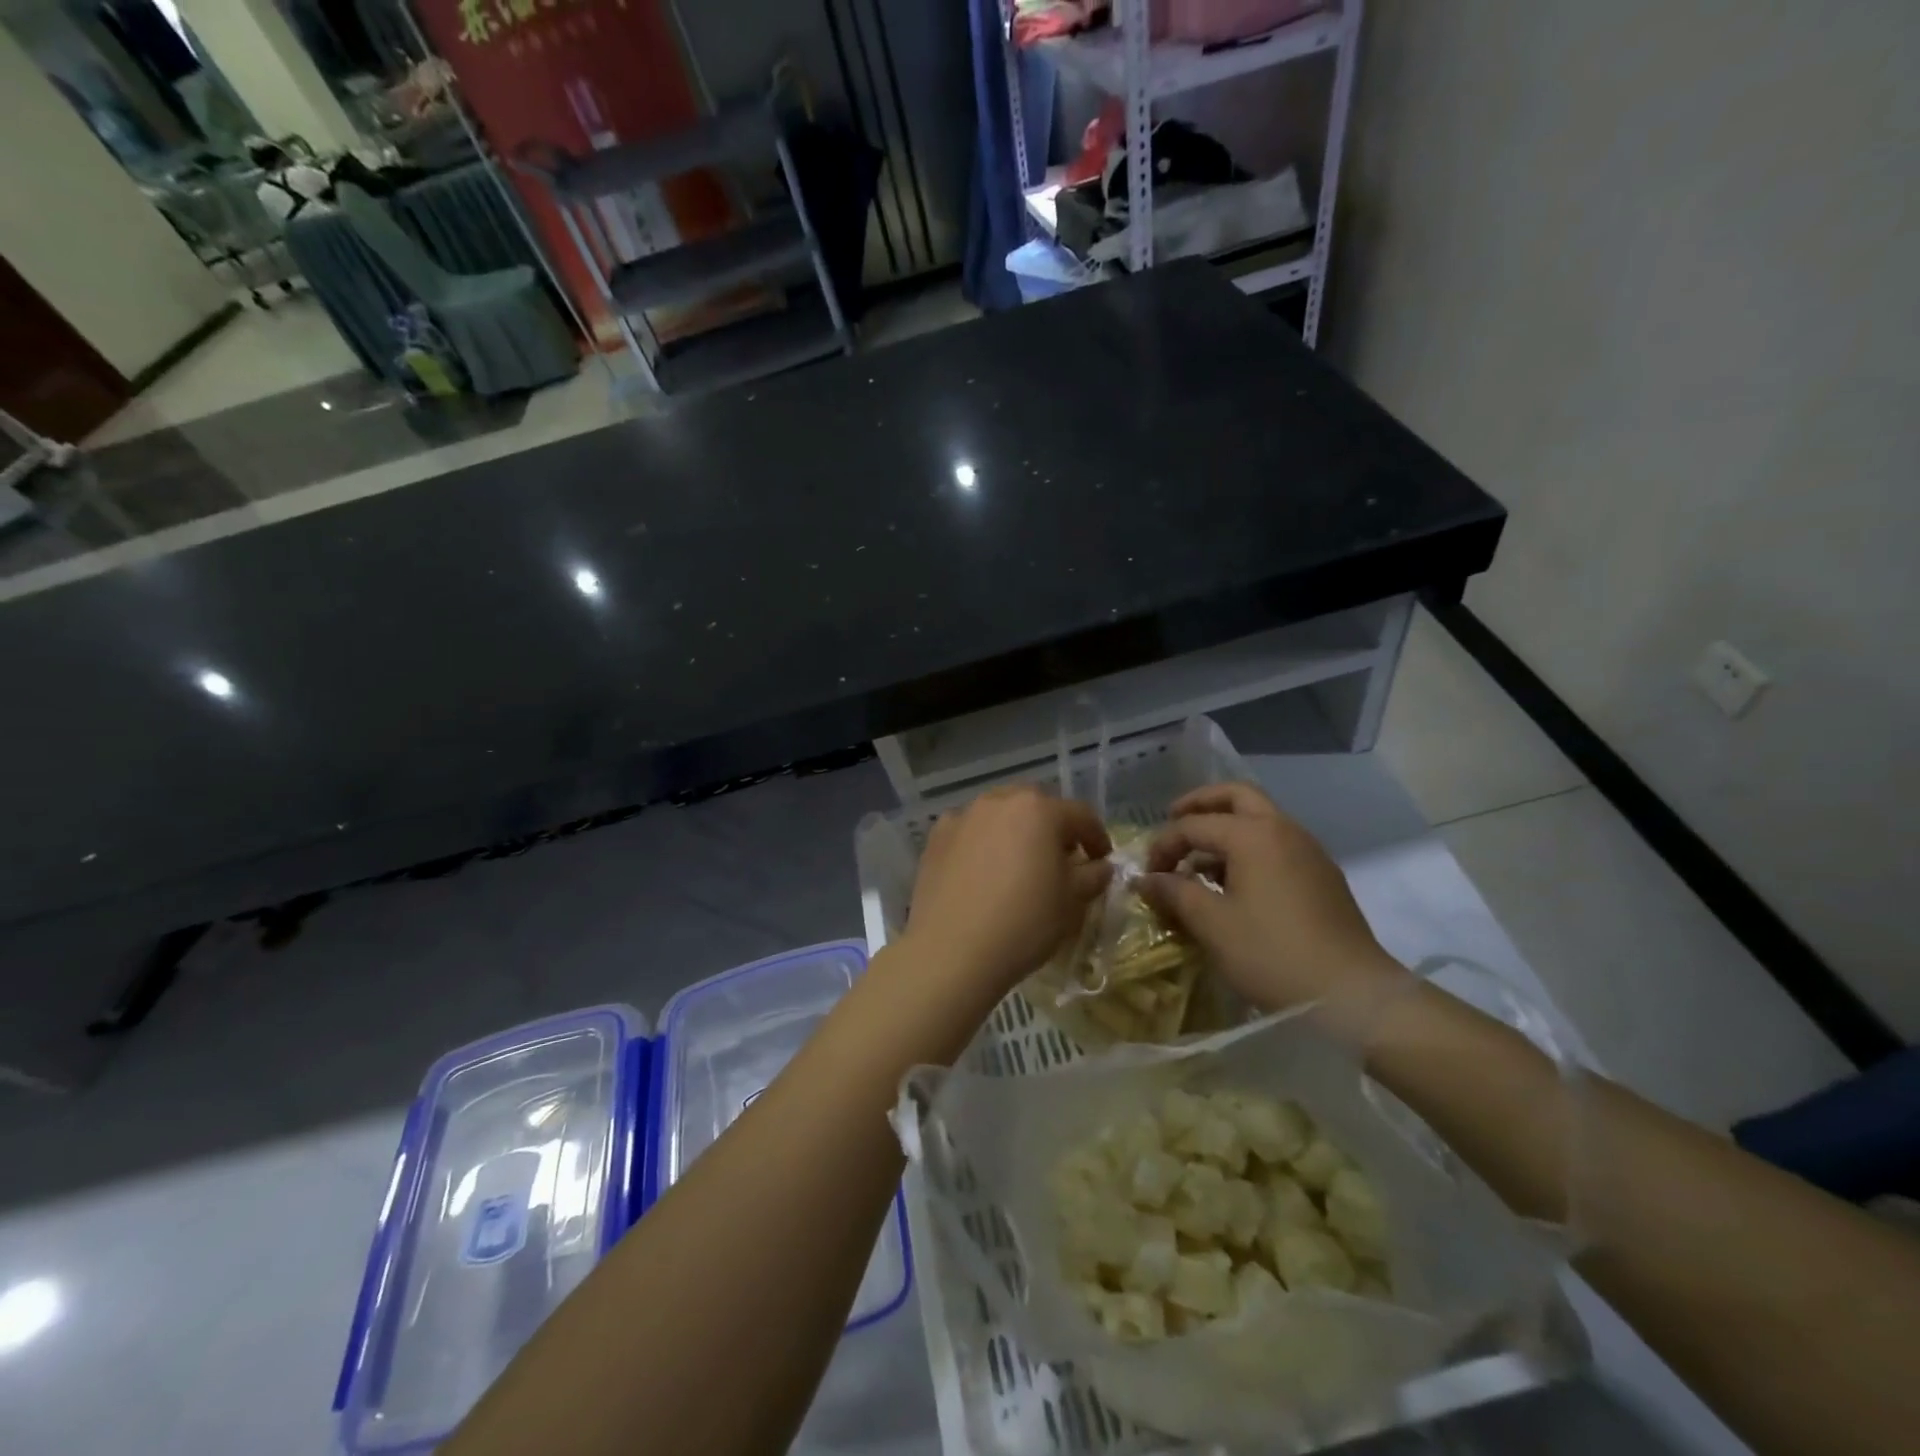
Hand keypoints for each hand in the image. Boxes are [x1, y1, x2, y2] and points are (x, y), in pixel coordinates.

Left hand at [900, 785, 1111, 1008]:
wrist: (951, 951)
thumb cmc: (1024, 923)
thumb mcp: (1072, 903)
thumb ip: (1092, 876)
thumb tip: (1099, 866)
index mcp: (1039, 810)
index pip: (1081, 815)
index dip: (1097, 837)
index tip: (1102, 860)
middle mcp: (999, 801)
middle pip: (1036, 807)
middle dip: (1052, 828)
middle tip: (1060, 859)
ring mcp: (963, 817)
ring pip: (999, 815)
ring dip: (1015, 832)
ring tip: (1019, 864)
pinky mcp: (935, 838)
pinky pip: (969, 832)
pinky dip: (981, 844)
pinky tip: (983, 872)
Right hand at [1139, 783, 1406, 1018]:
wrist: (1353, 995)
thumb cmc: (1272, 955)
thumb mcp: (1212, 925)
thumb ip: (1175, 893)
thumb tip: (1147, 880)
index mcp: (1253, 835)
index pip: (1194, 824)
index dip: (1164, 845)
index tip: (1148, 875)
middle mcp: (1283, 830)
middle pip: (1236, 796)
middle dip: (1200, 804)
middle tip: (1173, 819)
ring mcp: (1309, 851)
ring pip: (1260, 819)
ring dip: (1226, 827)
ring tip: (1199, 861)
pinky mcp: (1322, 875)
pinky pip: (1277, 844)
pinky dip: (1249, 848)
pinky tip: (1234, 884)